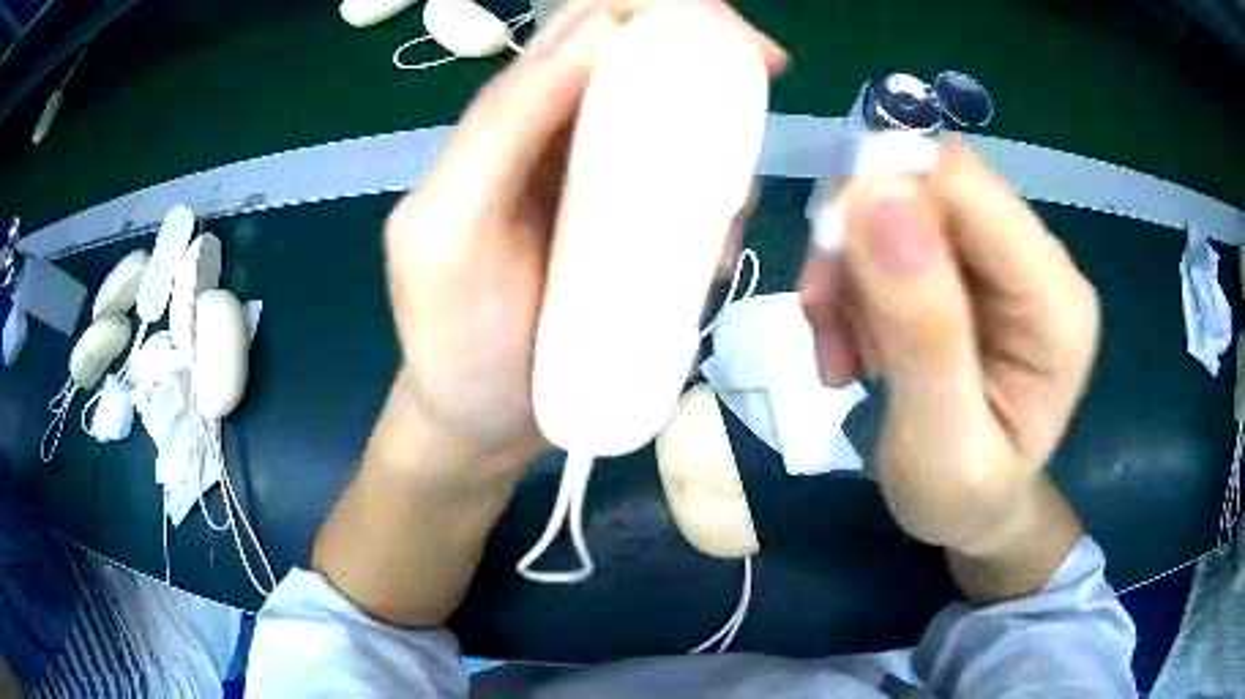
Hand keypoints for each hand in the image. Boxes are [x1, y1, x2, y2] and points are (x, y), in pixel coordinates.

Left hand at [383, 0, 786, 457]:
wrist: (480, 425)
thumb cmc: (454, 341)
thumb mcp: (449, 231)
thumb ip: (500, 128)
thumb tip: (597, 31)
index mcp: (512, 121)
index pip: (592, 27)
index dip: (669, 12)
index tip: (746, 48)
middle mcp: (561, 138)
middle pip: (650, 69)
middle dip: (715, 79)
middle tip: (751, 130)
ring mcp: (603, 189)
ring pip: (682, 131)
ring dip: (725, 154)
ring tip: (723, 221)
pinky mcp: (634, 238)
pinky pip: (691, 199)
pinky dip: (719, 211)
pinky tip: (715, 256)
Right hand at [800, 143, 1099, 555]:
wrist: (978, 511)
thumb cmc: (963, 500)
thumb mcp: (939, 447)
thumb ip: (923, 331)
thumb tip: (878, 195)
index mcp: (1055, 305)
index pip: (965, 186)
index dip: (884, 203)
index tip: (834, 288)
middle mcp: (1040, 261)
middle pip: (931, 184)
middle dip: (860, 241)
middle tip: (829, 324)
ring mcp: (1008, 259)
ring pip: (904, 202)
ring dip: (852, 266)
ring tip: (842, 350)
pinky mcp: (975, 266)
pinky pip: (897, 232)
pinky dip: (857, 276)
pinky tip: (854, 338)